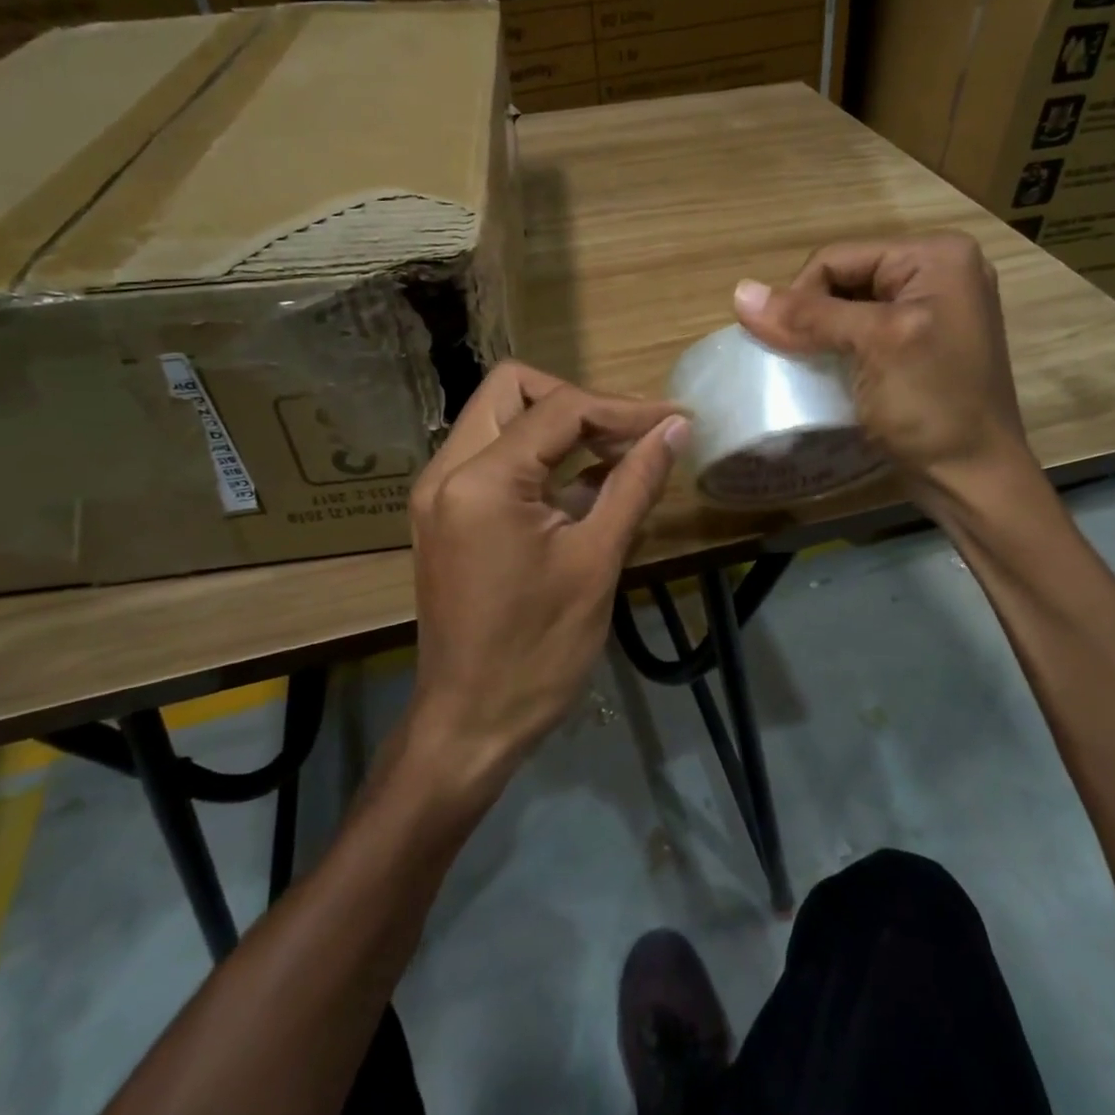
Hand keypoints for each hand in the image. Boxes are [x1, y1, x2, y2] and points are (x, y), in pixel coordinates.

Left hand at [406, 362, 687, 789]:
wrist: (470, 724)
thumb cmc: (538, 650)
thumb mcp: (597, 561)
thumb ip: (635, 483)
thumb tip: (675, 429)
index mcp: (481, 479)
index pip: (559, 408)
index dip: (624, 409)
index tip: (674, 420)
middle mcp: (447, 470)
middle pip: (512, 390)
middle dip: (578, 402)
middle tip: (630, 434)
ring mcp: (439, 492)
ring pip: (500, 419)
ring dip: (559, 427)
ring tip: (618, 456)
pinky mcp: (445, 515)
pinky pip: (493, 458)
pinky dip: (539, 457)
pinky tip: (586, 485)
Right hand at [732, 233, 1031, 484]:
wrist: (973, 479)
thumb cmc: (932, 405)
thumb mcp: (873, 346)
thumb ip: (808, 316)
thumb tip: (738, 292)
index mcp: (937, 256)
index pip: (837, 258)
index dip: (800, 296)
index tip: (784, 344)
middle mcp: (938, 272)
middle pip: (843, 279)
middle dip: (813, 316)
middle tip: (796, 358)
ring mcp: (933, 311)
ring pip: (849, 308)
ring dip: (821, 336)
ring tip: (808, 367)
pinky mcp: (922, 345)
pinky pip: (865, 333)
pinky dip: (839, 350)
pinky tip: (830, 373)